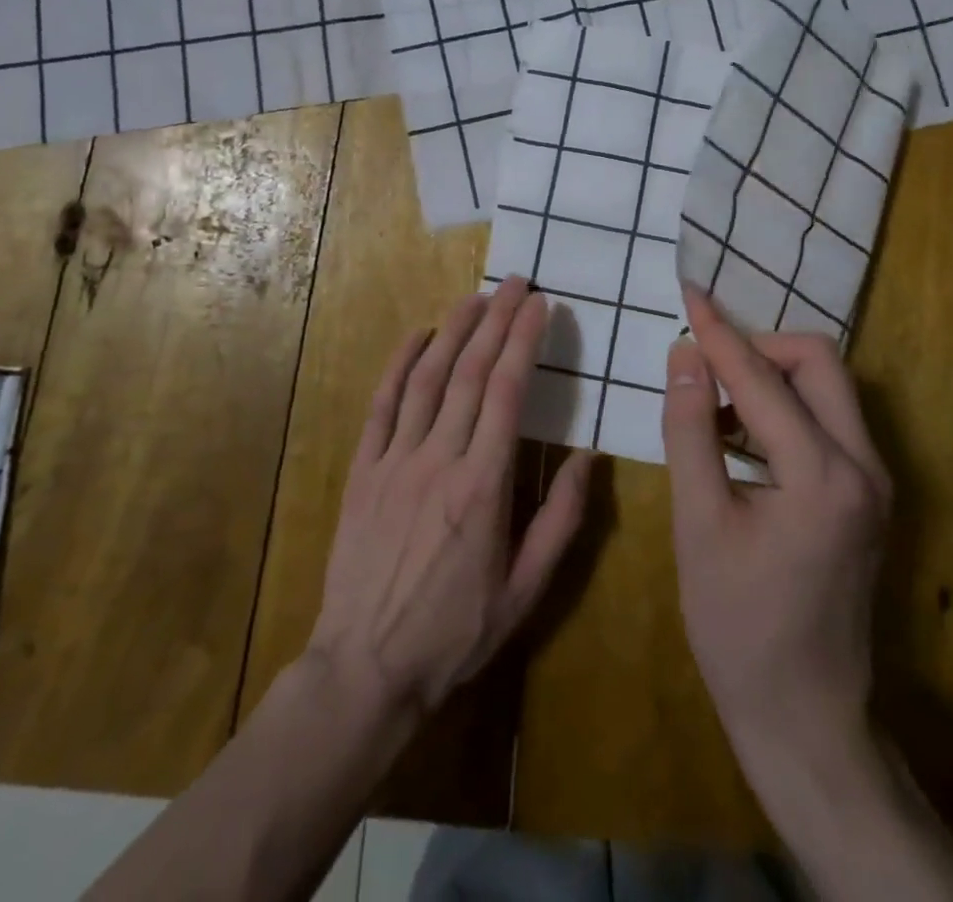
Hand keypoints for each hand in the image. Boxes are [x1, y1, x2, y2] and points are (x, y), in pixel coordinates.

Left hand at [306, 276, 594, 718]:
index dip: (524, 341)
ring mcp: (395, 460)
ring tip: (476, 297)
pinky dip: (400, 364)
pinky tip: (418, 335)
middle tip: (516, 283)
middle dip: (496, 320)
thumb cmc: (455, 632)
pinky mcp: (363, 470)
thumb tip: (589, 457)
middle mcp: (439, 458)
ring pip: (427, 378)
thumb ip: (561, 520)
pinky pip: (382, 405)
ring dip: (453, 330)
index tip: (541, 305)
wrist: (364, 668)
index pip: (507, 392)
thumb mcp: (526, 590)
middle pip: (470, 372)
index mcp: (484, 485)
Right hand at [662, 284, 891, 761]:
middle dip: (758, 346)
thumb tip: (684, 356)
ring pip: (828, 386)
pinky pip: (829, 419)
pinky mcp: (869, 494)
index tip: (687, 292)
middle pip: (818, 361)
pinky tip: (741, 433)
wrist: (806, 717)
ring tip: (713, 397)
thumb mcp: (699, 525)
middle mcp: (864, 465)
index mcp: (822, 474)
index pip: (761, 377)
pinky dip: (785, 406)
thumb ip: (689, 431)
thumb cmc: (739, 627)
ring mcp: (876, 480)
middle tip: (703, 362)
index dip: (717, 332)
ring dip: (772, 375)